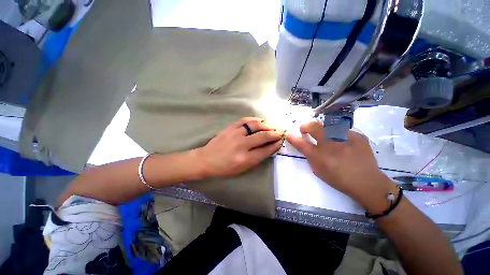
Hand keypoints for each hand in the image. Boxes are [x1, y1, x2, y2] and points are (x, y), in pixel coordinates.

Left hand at [197, 117, 283, 177]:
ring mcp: (235, 134)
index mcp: (245, 159)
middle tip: (280, 132)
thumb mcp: (242, 169)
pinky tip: (259, 120)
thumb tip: (268, 148)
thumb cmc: (224, 168)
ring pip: (255, 125)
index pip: (265, 150)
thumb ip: (256, 158)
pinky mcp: (230, 128)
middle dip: (274, 133)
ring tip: (271, 126)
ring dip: (266, 125)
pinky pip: (245, 120)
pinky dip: (254, 119)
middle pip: (263, 136)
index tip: (280, 141)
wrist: (206, 160)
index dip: (275, 145)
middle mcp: (242, 145)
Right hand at [286, 121, 395, 208]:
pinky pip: (342, 129)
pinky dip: (337, 132)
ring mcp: (346, 137)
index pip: (301, 143)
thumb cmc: (339, 178)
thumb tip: (305, 145)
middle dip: (306, 126)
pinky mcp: (357, 135)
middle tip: (304, 129)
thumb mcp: (318, 169)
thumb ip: (309, 155)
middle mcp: (331, 144)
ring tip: (322, 134)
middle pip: (314, 127)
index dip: (293, 138)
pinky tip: (340, 140)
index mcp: (320, 155)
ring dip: (321, 127)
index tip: (288, 134)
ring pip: (328, 124)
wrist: (367, 182)